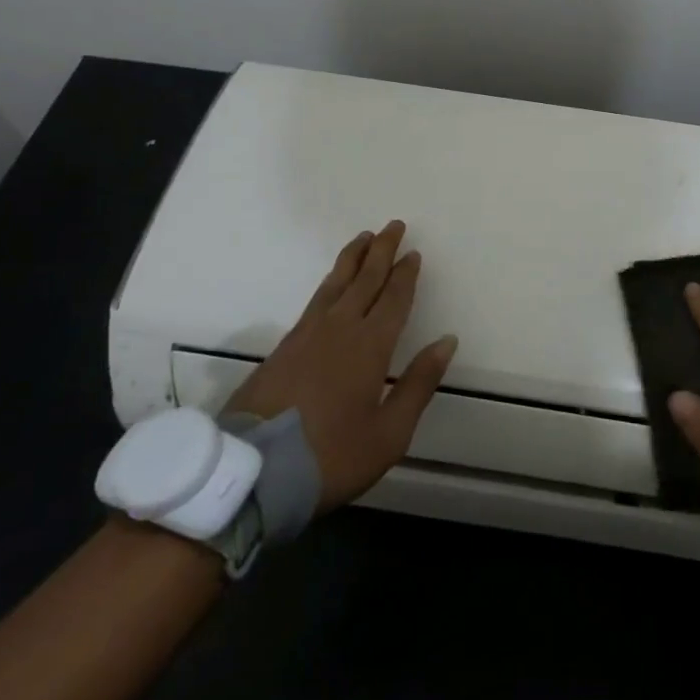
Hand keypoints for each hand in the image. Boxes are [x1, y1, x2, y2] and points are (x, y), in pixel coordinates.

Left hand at [224, 221, 457, 512]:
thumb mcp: (389, 433)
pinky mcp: (283, 347)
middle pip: (365, 279)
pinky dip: (330, 281)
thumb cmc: (331, 456)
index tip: (414, 253)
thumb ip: (419, 383)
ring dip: (353, 258)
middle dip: (381, 251)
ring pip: (336, 283)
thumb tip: (447, 341)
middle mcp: (340, 328)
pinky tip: (332, 285)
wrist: (252, 474)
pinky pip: (315, 300)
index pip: (393, 298)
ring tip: (364, 238)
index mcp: (370, 345)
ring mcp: (306, 335)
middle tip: (393, 225)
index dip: (405, 275)